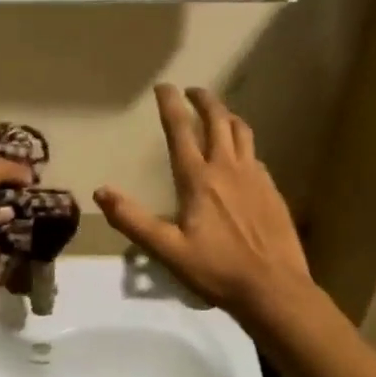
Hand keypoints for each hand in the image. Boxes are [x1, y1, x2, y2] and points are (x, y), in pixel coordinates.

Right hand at [93, 85, 314, 319]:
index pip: (181, 130)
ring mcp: (255, 178)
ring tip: (218, 113)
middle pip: (218, 121)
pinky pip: (255, 155)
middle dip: (204, 100)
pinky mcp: (271, 191)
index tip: (164, 87)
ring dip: (227, 116)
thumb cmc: (216, 270)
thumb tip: (102, 192)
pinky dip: (243, 143)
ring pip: (242, 132)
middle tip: (192, 91)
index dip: (170, 105)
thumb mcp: (167, 250)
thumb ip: (133, 220)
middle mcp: (227, 169)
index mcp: (199, 179)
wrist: (274, 289)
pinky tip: (240, 156)